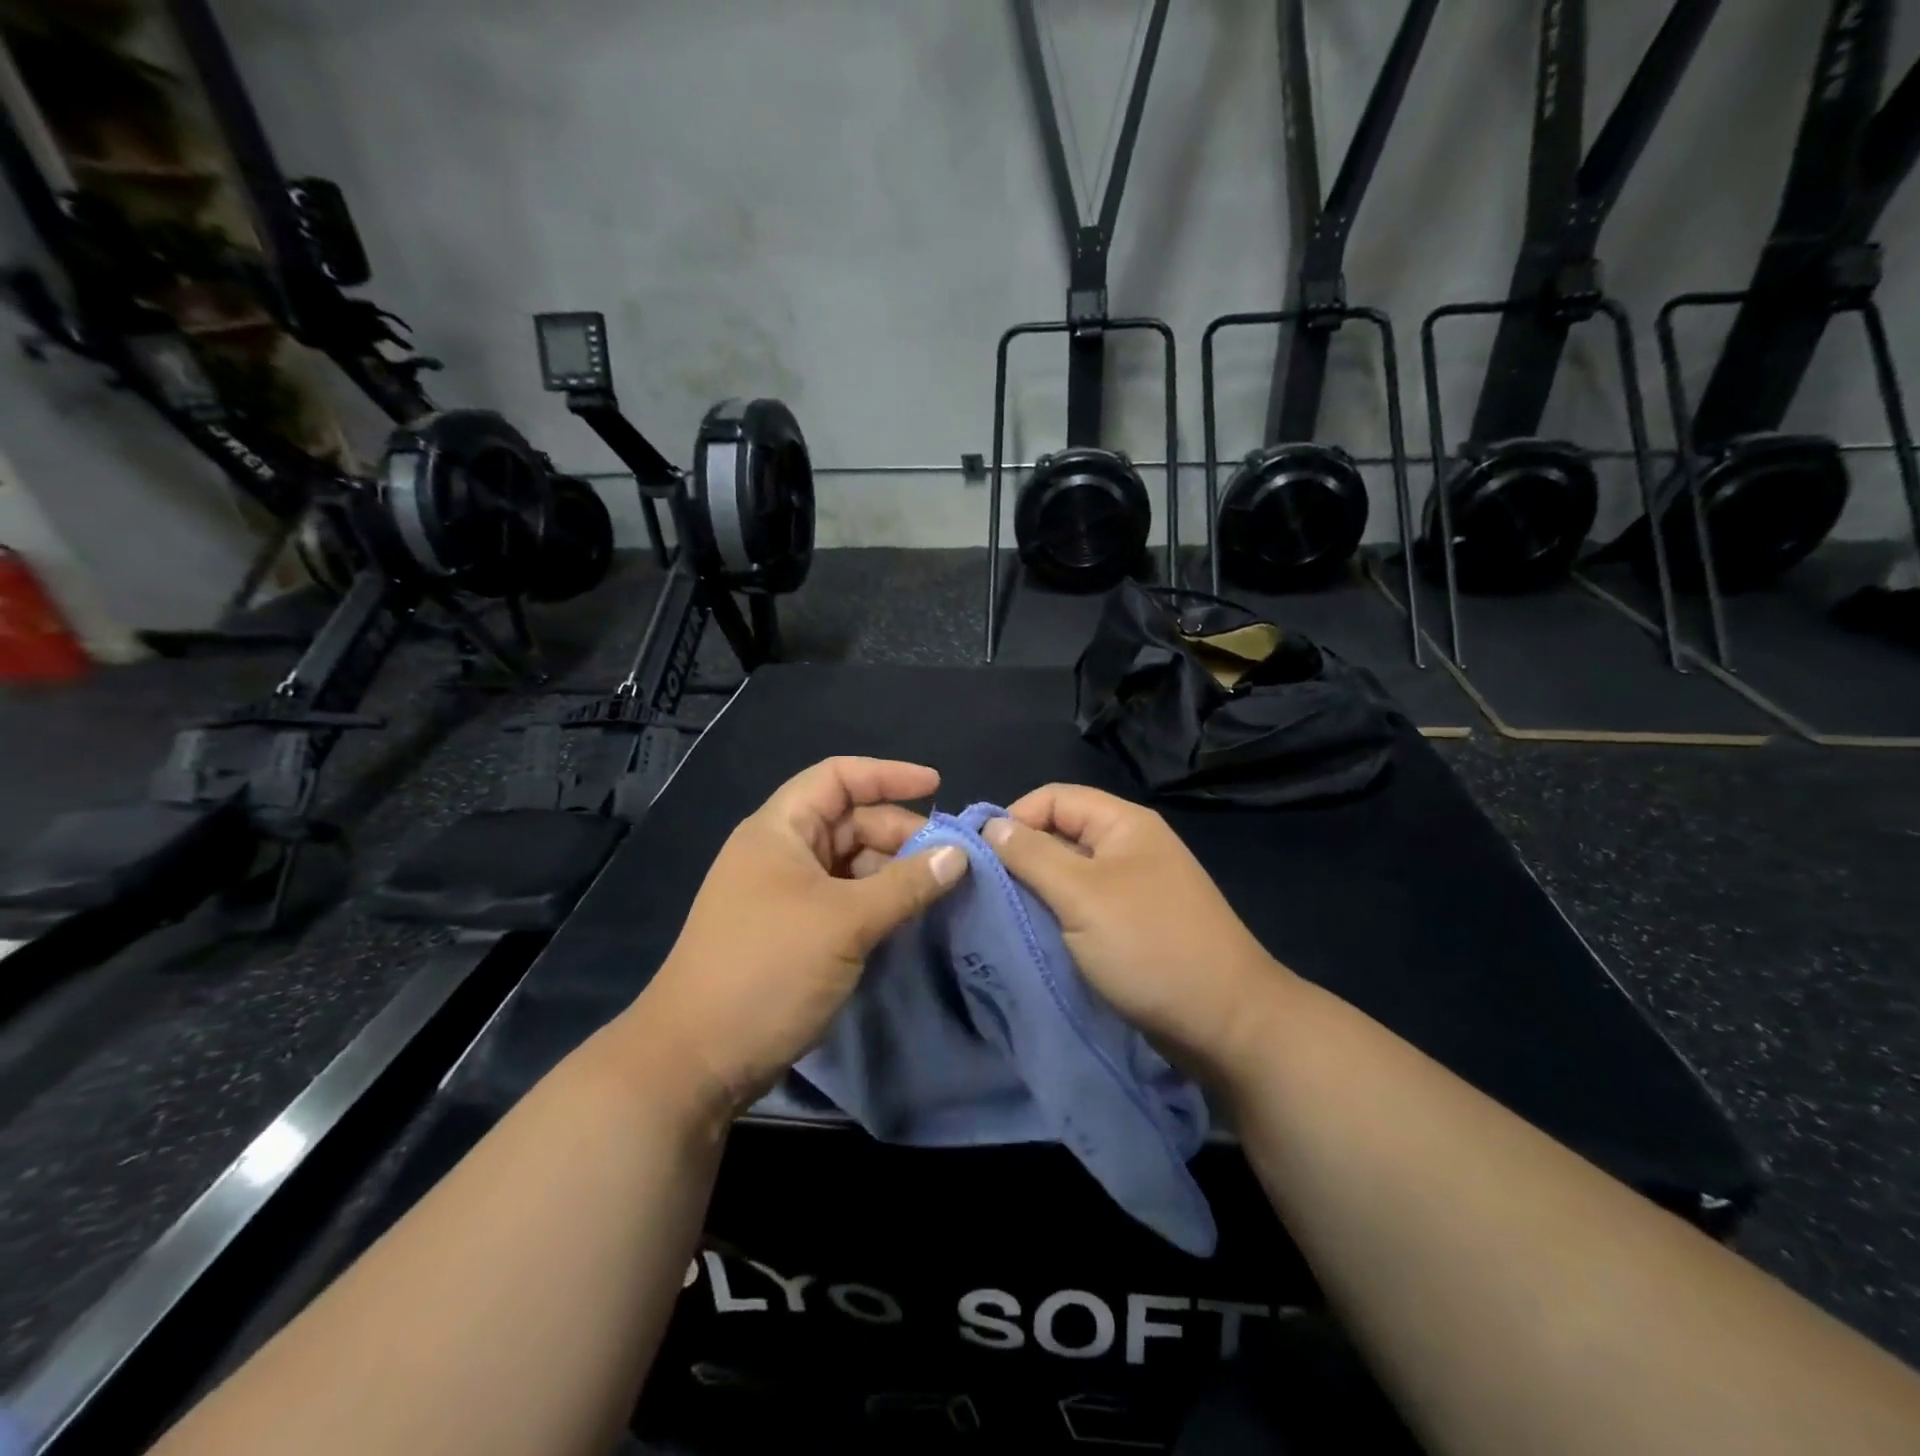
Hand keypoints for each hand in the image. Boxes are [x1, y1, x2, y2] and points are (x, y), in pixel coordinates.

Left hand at [634, 757, 967, 1114]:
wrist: (697, 1060)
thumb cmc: (767, 969)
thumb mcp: (844, 921)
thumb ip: (906, 884)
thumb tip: (960, 854)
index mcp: (779, 830)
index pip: (837, 777)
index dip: (888, 774)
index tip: (937, 786)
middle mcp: (781, 853)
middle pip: (850, 822)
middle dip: (899, 834)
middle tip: (948, 860)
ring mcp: (785, 895)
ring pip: (851, 865)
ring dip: (893, 873)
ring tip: (937, 892)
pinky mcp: (794, 933)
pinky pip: (846, 901)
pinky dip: (878, 903)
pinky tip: (909, 918)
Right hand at [983, 784, 1293, 1078]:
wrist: (1225, 1022)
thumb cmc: (1149, 946)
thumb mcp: (1082, 895)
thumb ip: (1032, 855)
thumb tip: (991, 825)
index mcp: (1123, 824)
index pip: (1053, 798)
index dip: (1014, 819)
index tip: (979, 860)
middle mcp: (1129, 846)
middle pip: (1060, 834)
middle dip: (1020, 859)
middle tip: (985, 894)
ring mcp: (1133, 887)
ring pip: (1068, 874)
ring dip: (1036, 892)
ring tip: (1002, 918)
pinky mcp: (1133, 925)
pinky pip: (1083, 906)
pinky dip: (1057, 917)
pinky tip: (1034, 937)